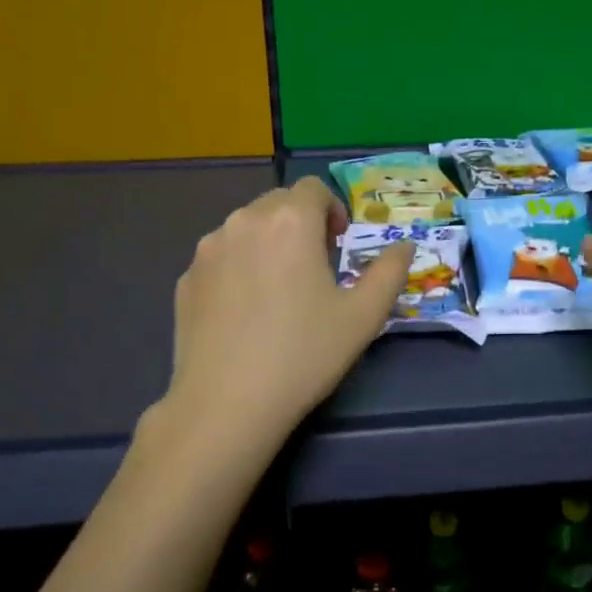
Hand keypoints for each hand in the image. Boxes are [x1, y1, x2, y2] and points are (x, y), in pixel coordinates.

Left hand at [157, 177, 415, 451]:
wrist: (227, 403)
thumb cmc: (304, 354)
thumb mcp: (363, 317)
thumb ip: (389, 272)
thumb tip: (405, 245)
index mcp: (290, 222)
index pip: (313, 189)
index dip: (332, 210)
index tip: (339, 246)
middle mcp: (243, 222)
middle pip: (277, 204)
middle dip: (300, 224)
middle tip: (315, 269)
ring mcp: (207, 250)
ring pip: (245, 229)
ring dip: (268, 244)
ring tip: (279, 291)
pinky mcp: (186, 279)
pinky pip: (220, 259)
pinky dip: (238, 269)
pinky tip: (246, 314)